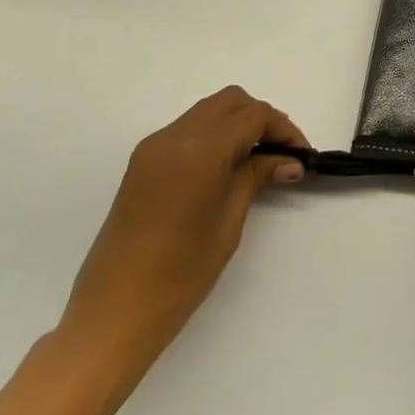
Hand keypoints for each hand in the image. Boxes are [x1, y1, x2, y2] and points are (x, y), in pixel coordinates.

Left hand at [55, 86, 309, 393]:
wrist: (113, 312)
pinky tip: (226, 167)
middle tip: (281, 153)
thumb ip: (257, 177)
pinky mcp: (142, 161)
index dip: (283, 129)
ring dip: (237, 124)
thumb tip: (289, 160)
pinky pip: (188, 129)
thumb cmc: (180, 273)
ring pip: (208, 111)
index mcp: (200, 149)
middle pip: (231, 102)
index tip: (301, 154)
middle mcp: (175, 136)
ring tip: (257, 160)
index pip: (253, 115)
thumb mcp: (229, 221)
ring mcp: (154, 146)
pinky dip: (214, 135)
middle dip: (261, 119)